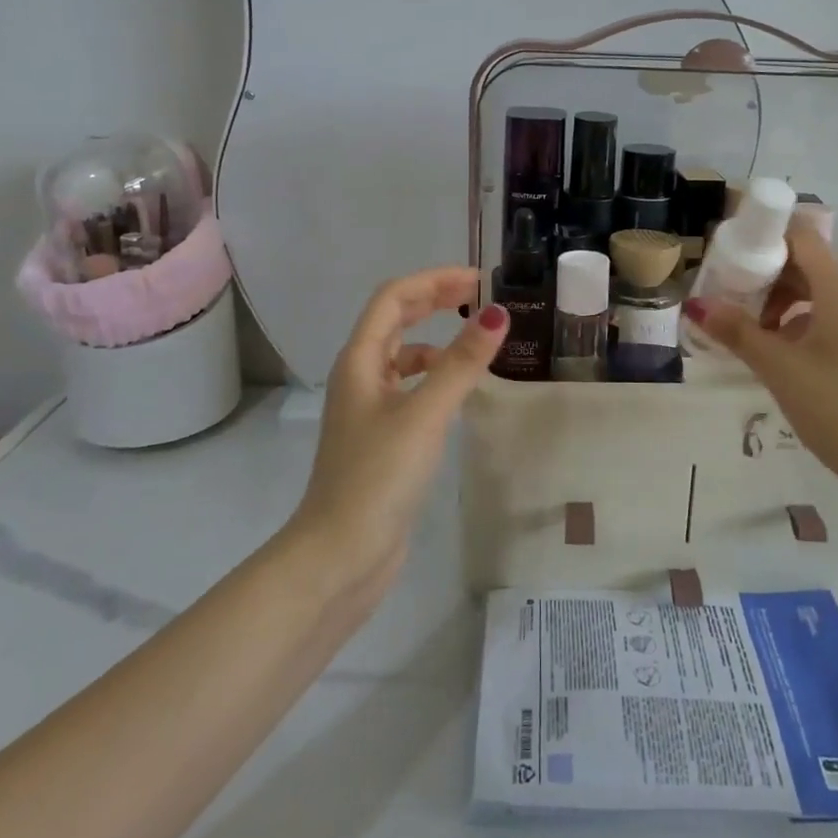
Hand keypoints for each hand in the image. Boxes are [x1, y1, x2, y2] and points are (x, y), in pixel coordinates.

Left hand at [291, 268, 507, 591]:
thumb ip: (462, 363)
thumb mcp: (425, 413)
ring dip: (436, 339)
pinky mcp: (381, 438)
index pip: (394, 298)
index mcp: (360, 361)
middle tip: (478, 296)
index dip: (433, 281)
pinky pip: (410, 388)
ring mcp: (368, 409)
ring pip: (403, 356)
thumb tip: (497, 313)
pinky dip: (435, 377)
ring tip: (475, 343)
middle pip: (395, 320)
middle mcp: (360, 377)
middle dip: (434, 301)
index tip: (478, 281)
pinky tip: (458, 392)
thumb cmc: (378, 476)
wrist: (339, 556)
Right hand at [684, 225, 837, 487]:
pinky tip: (780, 357)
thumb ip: (737, 332)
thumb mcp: (780, 369)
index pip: (801, 237)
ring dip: (781, 304)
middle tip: (727, 296)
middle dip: (765, 276)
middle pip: (807, 266)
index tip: (728, 252)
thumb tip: (696, 305)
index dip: (764, 235)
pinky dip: (801, 325)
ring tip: (749, 333)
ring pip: (818, 296)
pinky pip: (832, 320)